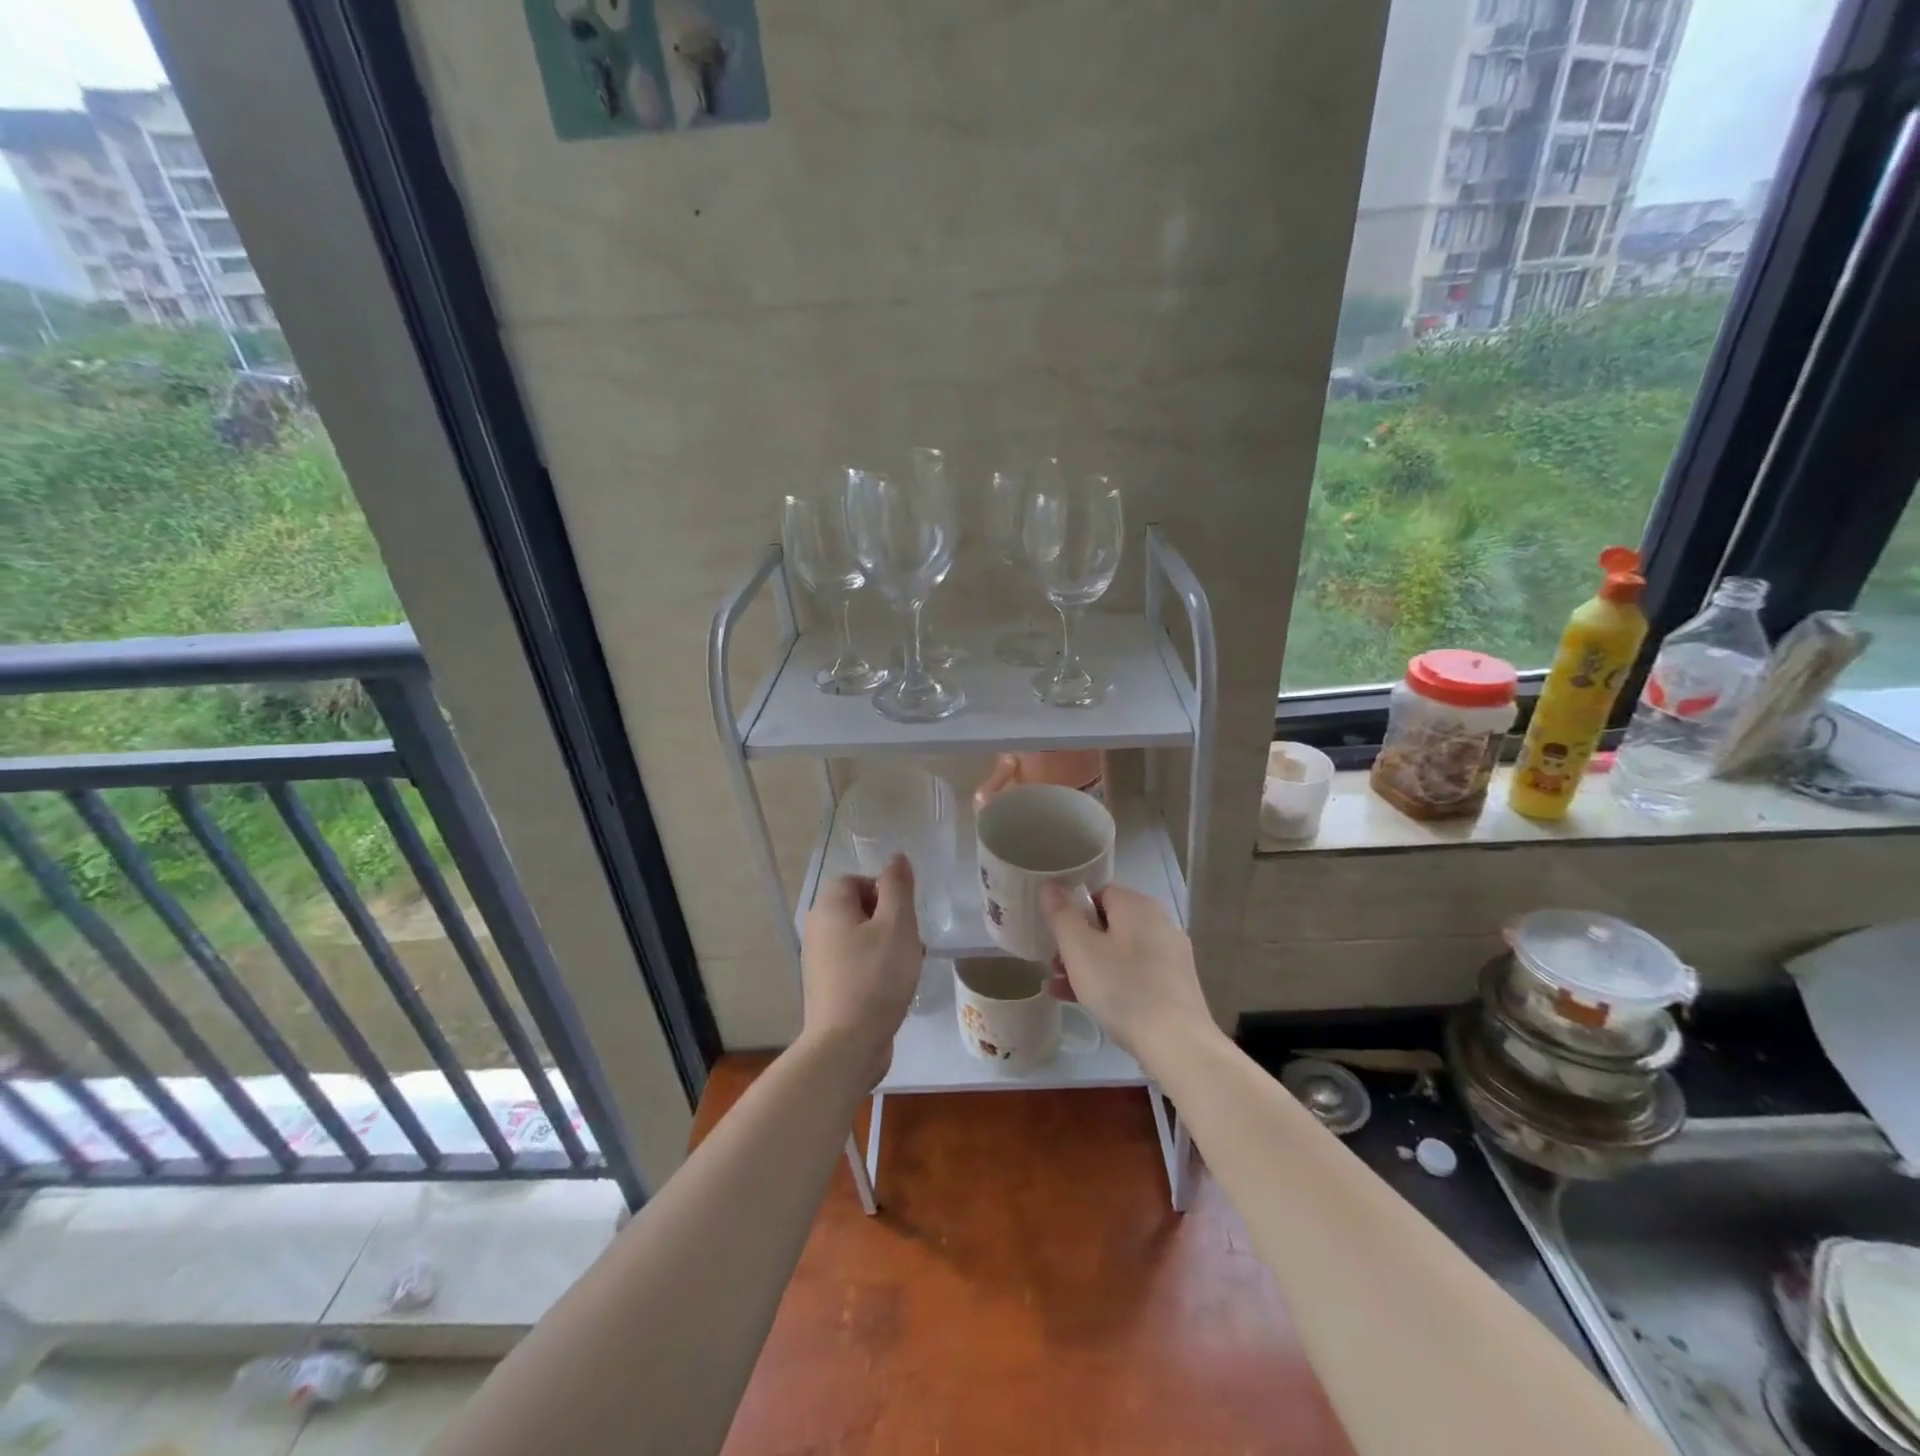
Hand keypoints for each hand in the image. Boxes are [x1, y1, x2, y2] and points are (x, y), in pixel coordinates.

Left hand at [800, 856, 922, 1086]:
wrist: (846, 1044)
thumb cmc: (876, 976)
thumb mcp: (897, 924)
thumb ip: (898, 886)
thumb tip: (896, 858)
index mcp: (829, 907)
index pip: (857, 880)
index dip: (885, 892)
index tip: (905, 917)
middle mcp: (817, 929)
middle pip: (859, 909)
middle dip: (890, 921)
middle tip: (911, 943)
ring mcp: (819, 961)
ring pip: (860, 938)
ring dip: (887, 947)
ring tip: (907, 969)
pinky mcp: (827, 988)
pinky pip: (855, 965)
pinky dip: (875, 970)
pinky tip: (893, 990)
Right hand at [1042, 884, 1214, 1064]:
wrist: (1176, 1043)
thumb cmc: (1122, 987)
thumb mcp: (1078, 948)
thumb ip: (1061, 914)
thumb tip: (1049, 884)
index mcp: (1137, 906)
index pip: (1099, 893)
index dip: (1072, 911)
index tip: (1055, 935)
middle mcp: (1159, 923)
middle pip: (1108, 924)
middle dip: (1076, 943)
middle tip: (1054, 964)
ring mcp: (1170, 956)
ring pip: (1119, 952)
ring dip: (1087, 965)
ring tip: (1060, 987)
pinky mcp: (1175, 985)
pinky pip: (1134, 973)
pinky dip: (1110, 981)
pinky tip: (1085, 1003)